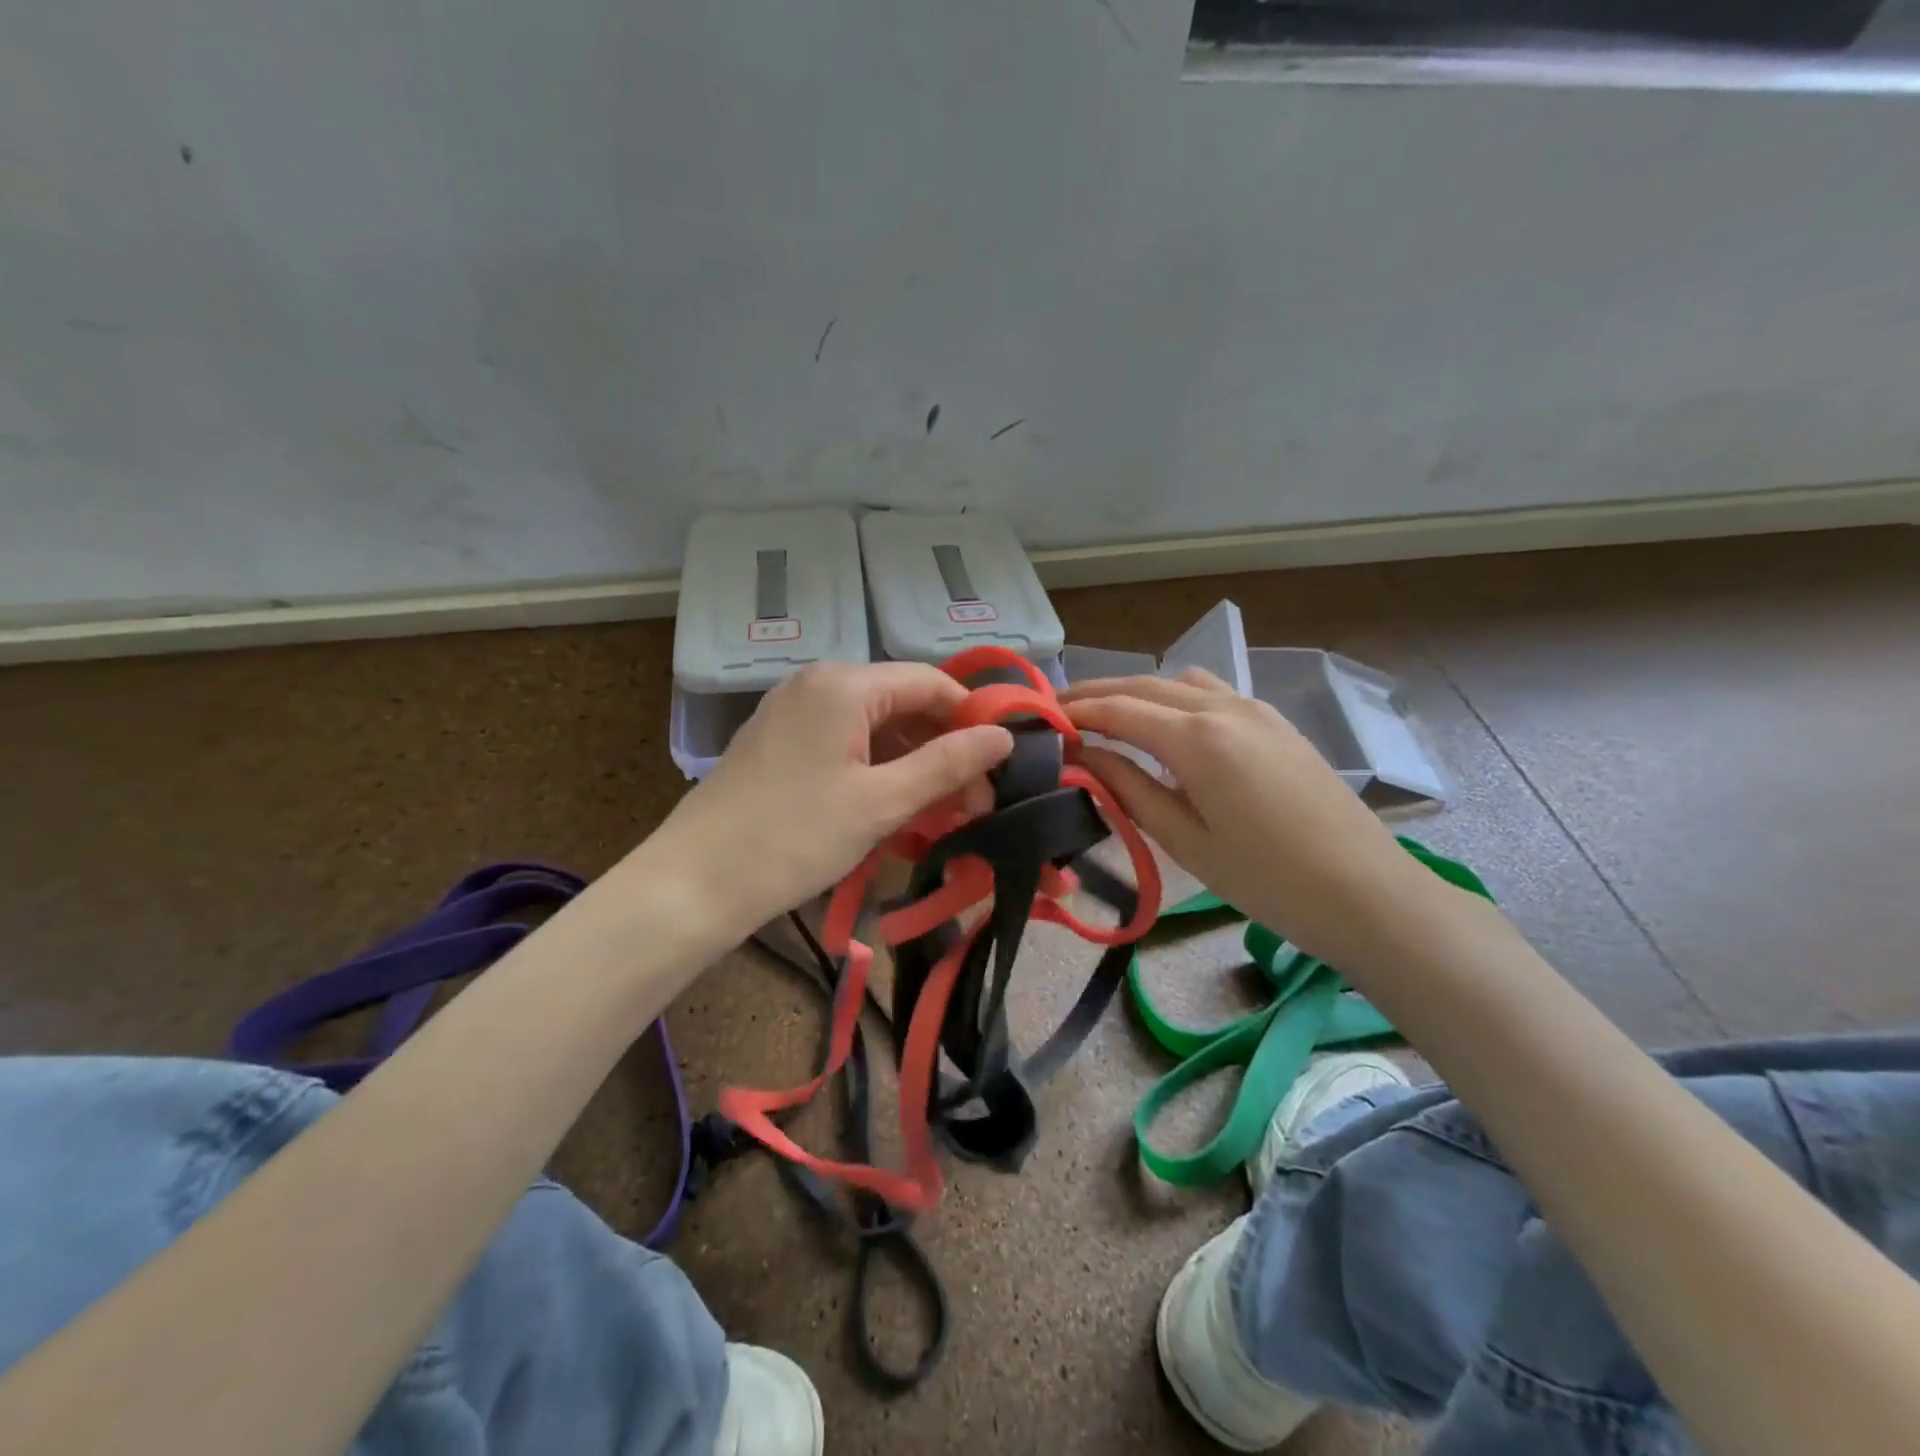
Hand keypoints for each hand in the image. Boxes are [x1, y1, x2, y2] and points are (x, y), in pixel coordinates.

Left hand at [649, 661, 1014, 939]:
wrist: (695, 882)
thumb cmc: (794, 838)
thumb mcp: (881, 802)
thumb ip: (947, 764)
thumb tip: (1004, 737)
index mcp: (844, 683)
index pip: (931, 682)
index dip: (972, 719)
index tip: (999, 766)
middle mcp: (818, 683)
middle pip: (903, 703)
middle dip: (943, 748)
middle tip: (974, 802)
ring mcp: (794, 710)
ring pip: (875, 726)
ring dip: (913, 763)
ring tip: (940, 812)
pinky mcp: (781, 741)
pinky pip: (846, 742)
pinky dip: (878, 769)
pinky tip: (895, 807)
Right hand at [1062, 669, 1427, 968]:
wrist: (1367, 893)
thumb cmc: (1267, 880)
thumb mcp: (1184, 840)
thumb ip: (1128, 789)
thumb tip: (1083, 756)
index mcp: (1198, 739)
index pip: (1119, 709)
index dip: (1075, 711)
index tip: (1040, 718)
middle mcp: (1225, 708)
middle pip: (1146, 684)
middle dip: (1097, 692)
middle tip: (1058, 708)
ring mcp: (1256, 710)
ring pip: (1180, 680)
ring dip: (1138, 689)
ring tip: (1107, 714)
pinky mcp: (1276, 723)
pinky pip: (1212, 693)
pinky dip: (1174, 696)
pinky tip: (1166, 724)